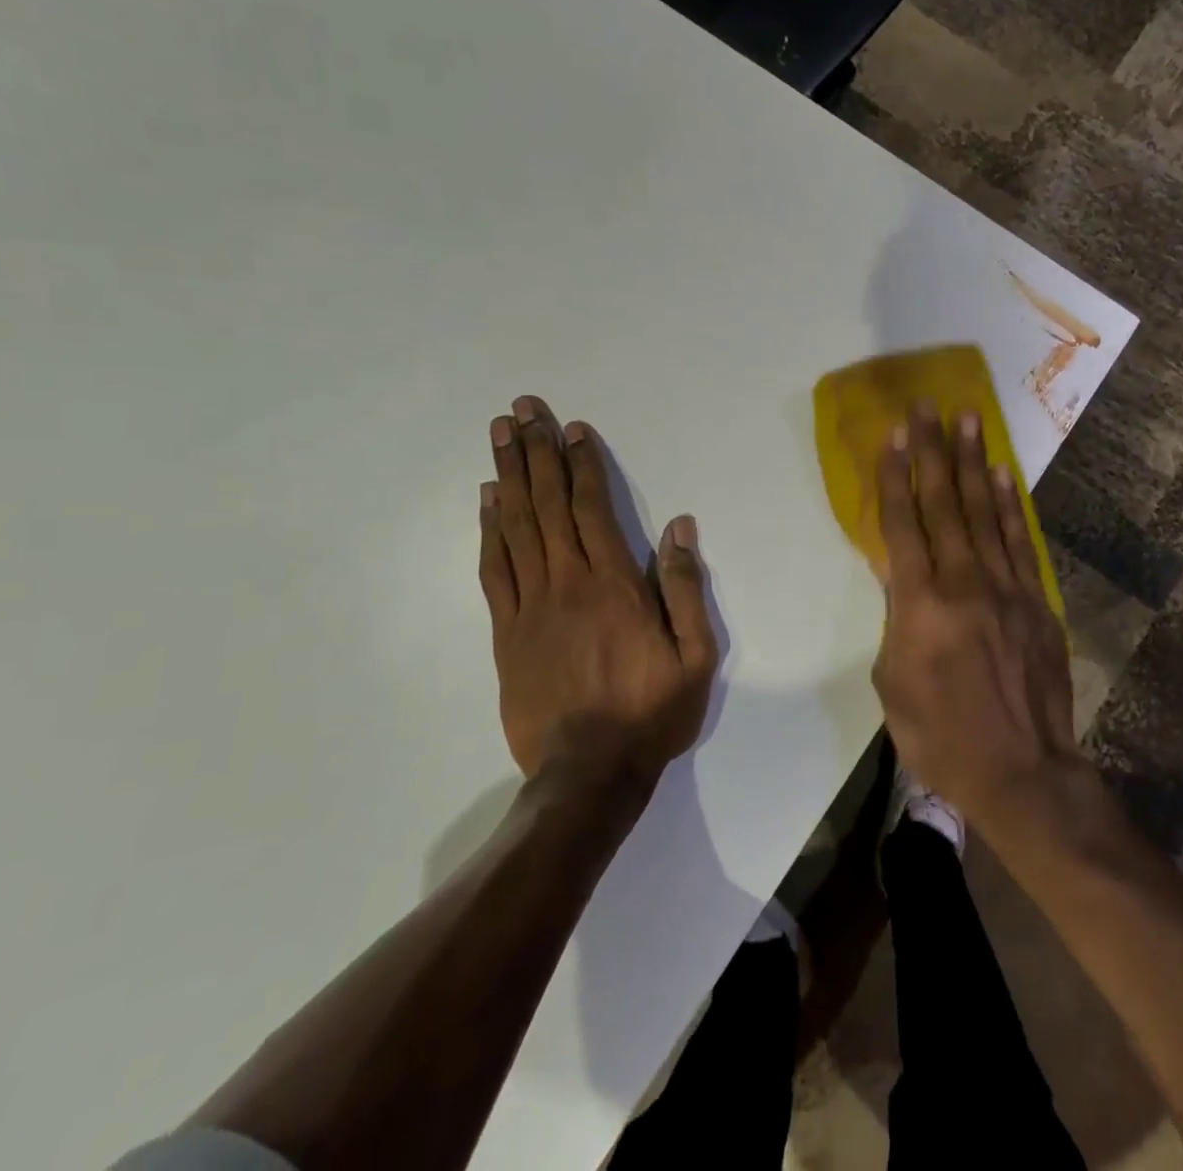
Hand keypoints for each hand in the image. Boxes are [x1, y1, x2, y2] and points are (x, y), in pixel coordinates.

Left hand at [479, 396, 718, 786]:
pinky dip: (489, 530)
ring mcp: (530, 606)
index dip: (582, 464)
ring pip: (516, 527)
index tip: (572, 429)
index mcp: (614, 585)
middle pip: (547, 505)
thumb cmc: (651, 712)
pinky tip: (487, 500)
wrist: (588, 774)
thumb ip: (684, 587)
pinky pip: (494, 569)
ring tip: (500, 435)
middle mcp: (567, 583)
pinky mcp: (506, 632)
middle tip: (522, 409)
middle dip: (535, 452)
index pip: (592, 508)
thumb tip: (679, 527)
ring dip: (508, 476)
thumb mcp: (695, 655)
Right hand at [871, 402, 1077, 829]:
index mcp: (919, 605)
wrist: (1022, 772)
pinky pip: (1019, 542)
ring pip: (984, 512)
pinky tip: (1001, 475)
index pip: (901, 525)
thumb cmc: (940, 736)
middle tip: (926, 406)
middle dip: (932, 451)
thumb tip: (898, 575)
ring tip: (967, 419)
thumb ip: (895, 619)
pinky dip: (1009, 505)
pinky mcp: (1036, 601)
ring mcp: (1006, 588)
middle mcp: (963, 582)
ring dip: (973, 462)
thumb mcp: (892, 682)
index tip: (892, 435)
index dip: (893, 476)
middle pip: (943, 504)